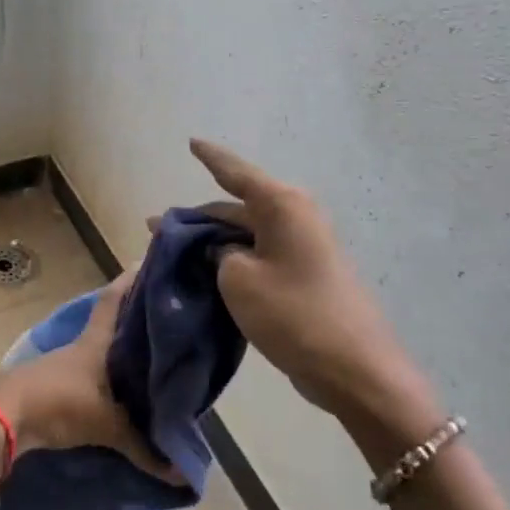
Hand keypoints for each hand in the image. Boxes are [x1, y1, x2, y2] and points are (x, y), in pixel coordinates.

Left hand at [0, 273, 181, 481]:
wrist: (5, 415)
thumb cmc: (61, 402)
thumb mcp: (107, 426)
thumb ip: (143, 448)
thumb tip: (182, 474)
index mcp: (96, 341)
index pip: (114, 301)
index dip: (129, 282)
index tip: (146, 263)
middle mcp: (80, 346)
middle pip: (109, 324)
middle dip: (132, 319)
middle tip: (161, 316)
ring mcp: (62, 364)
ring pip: (97, 351)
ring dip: (115, 352)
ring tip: (145, 358)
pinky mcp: (51, 385)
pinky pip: (85, 375)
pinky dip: (101, 379)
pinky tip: (114, 393)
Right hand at [185, 138, 445, 453]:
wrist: (353, 368)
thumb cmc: (293, 313)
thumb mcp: (237, 279)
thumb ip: (217, 253)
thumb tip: (219, 249)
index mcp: (281, 205)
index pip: (236, 171)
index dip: (210, 157)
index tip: (191, 142)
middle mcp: (295, 216)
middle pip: (237, 206)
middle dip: (198, 217)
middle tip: (156, 229)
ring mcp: (303, 246)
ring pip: (246, 233)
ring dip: (212, 241)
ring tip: (174, 252)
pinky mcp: (305, 274)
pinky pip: (259, 255)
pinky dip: (231, 260)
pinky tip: (206, 273)